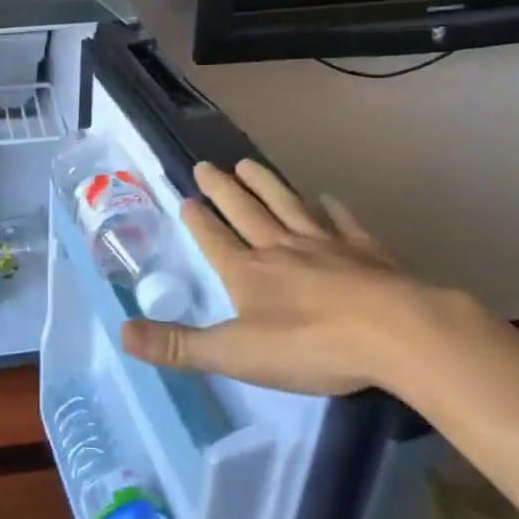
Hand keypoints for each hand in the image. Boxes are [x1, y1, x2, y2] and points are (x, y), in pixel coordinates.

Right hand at [119, 159, 455, 395]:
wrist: (396, 333)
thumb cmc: (311, 345)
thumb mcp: (236, 354)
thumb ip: (180, 345)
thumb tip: (122, 333)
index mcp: (248, 272)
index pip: (214, 239)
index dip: (198, 220)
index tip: (186, 197)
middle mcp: (281, 248)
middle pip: (246, 212)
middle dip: (223, 190)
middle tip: (206, 165)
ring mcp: (326, 245)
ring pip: (288, 206)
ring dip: (267, 185)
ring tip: (248, 163)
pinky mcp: (367, 252)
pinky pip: (343, 222)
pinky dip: (332, 209)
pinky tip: (327, 198)